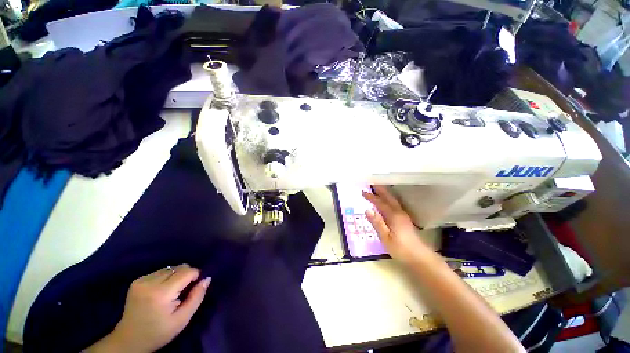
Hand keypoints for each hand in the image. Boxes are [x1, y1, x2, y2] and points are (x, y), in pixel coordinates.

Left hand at [86, 264, 210, 352]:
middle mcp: (150, 282)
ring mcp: (141, 280)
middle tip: (184, 291)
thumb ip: (197, 297)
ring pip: (170, 268)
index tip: (194, 288)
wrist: (128, 340)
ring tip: (173, 291)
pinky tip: (162, 290)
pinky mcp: (137, 281)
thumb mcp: (182, 319)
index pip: (187, 271)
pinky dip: (166, 277)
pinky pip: (160, 271)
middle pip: (178, 267)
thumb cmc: (158, 333)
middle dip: (186, 275)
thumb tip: (207, 278)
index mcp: (161, 293)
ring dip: (176, 276)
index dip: (195, 276)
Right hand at [363, 185, 432, 263]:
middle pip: (389, 198)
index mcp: (393, 216)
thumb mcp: (386, 237)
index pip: (380, 203)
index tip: (363, 191)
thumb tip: (367, 209)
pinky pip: (395, 205)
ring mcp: (403, 216)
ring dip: (385, 194)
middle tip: (372, 184)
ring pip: (393, 201)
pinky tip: (386, 203)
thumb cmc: (401, 249)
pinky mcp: (405, 220)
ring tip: (378, 190)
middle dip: (380, 191)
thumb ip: (377, 223)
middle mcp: (399, 213)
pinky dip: (389, 200)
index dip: (371, 197)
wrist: (420, 258)